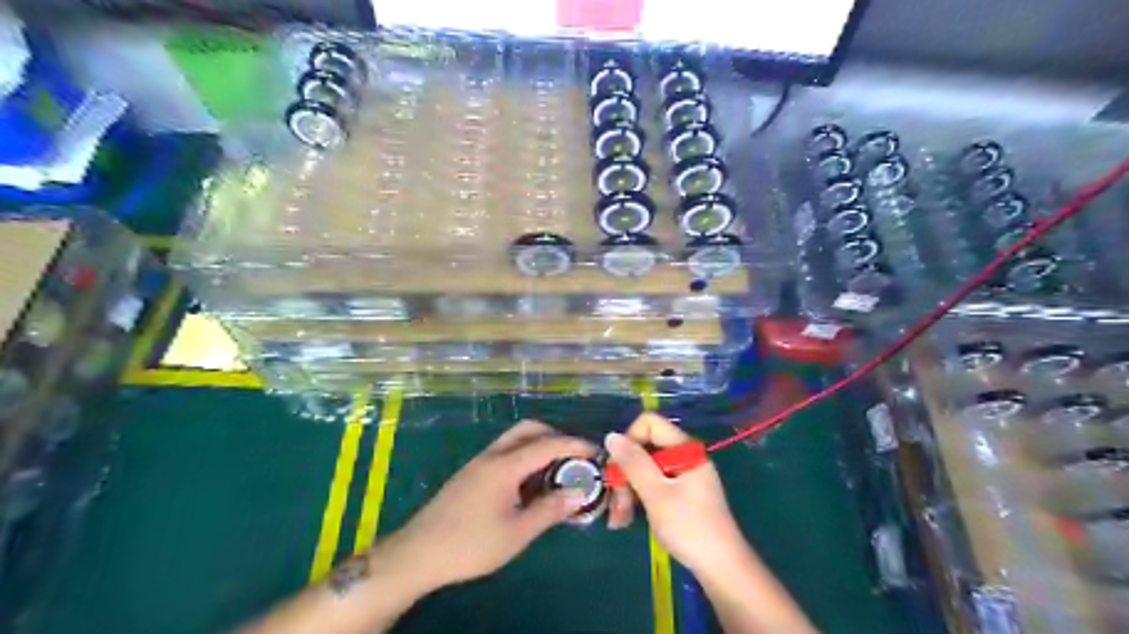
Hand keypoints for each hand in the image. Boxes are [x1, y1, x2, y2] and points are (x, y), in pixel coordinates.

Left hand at [390, 421, 593, 588]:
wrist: (418, 553)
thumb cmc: (471, 544)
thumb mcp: (517, 532)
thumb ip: (550, 510)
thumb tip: (579, 493)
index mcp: (505, 465)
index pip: (548, 444)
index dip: (575, 445)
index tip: (596, 452)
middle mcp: (492, 455)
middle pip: (528, 429)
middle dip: (555, 436)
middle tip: (574, 458)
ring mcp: (479, 462)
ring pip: (514, 439)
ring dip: (538, 446)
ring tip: (555, 471)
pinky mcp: (471, 473)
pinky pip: (504, 452)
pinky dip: (524, 456)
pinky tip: (529, 483)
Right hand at [604, 413, 752, 577]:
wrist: (721, 569)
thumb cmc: (689, 527)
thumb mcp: (656, 494)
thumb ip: (633, 463)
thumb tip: (610, 436)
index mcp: (685, 449)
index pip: (649, 423)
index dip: (629, 439)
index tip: (618, 467)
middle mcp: (684, 457)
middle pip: (644, 448)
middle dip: (625, 473)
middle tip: (615, 502)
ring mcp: (682, 476)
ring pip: (644, 470)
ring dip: (627, 491)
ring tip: (618, 519)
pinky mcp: (679, 495)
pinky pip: (652, 486)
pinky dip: (637, 499)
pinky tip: (625, 520)